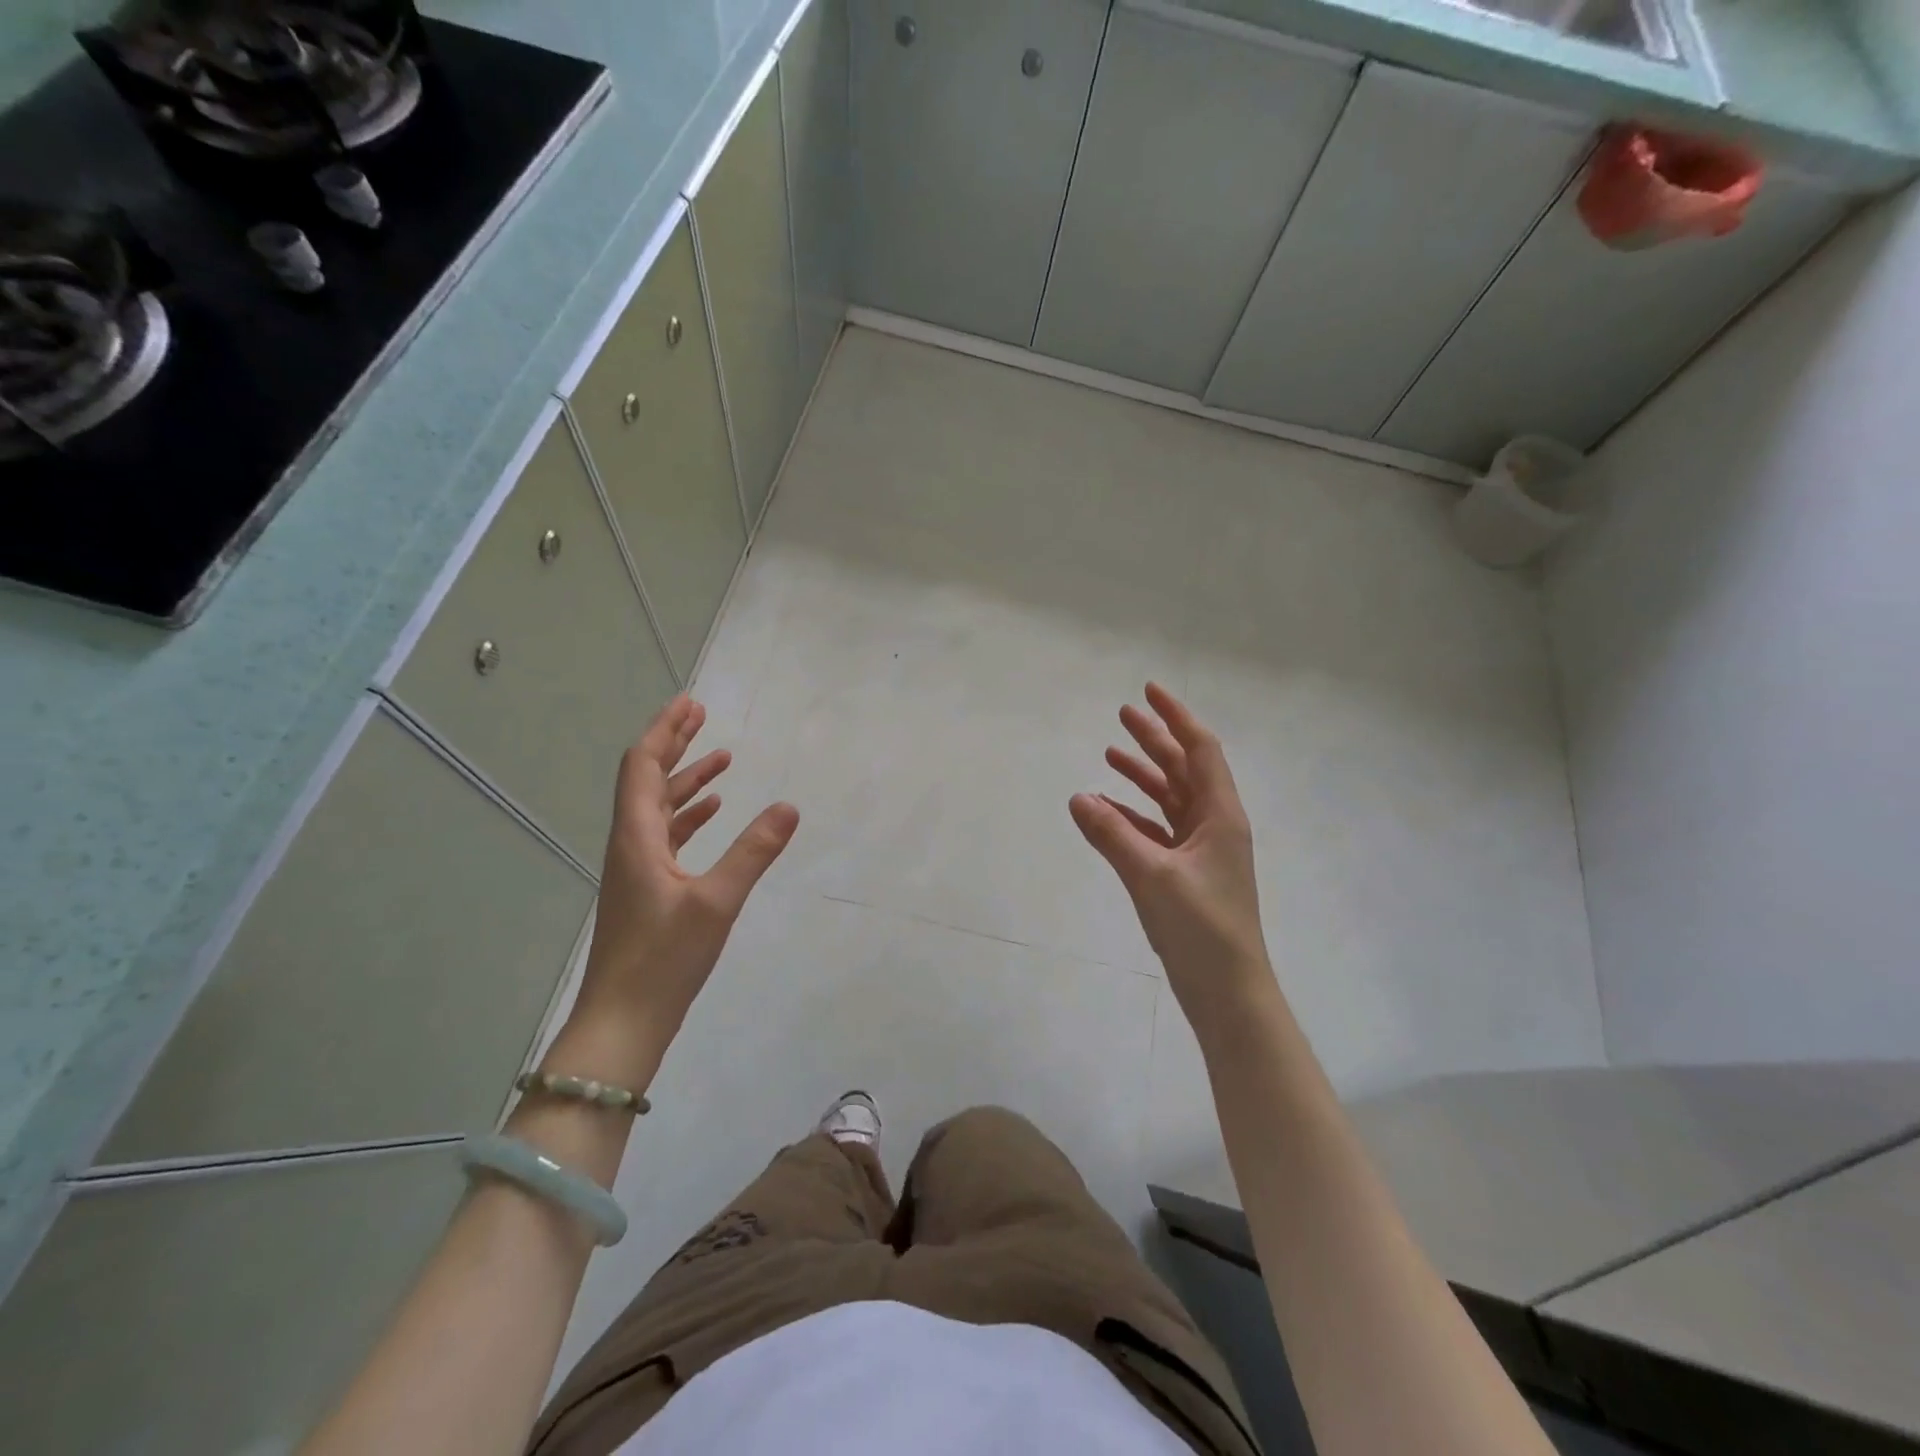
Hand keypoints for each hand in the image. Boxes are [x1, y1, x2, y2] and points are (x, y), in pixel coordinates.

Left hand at [558, 695, 798, 1086]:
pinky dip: (690, 816)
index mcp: (637, 838)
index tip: (690, 703)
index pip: (643, 766)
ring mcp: (637, 869)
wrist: (623, 1024)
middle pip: (647, 780)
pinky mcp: (648, 891)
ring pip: (658, 809)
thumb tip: (789, 806)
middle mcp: (630, 845)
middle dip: (674, 745)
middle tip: (702, 716)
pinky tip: (714, 814)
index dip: (665, 731)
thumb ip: (754, 852)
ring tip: (721, 760)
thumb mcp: (717, 902)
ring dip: (686, 781)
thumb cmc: (664, 960)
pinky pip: (667, 837)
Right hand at [1070, 683, 1273, 1026]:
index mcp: (1220, 815)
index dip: (1176, 717)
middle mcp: (1214, 824)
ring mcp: (1201, 851)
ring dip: (1143, 776)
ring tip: (1111, 755)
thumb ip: (1112, 833)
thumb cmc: (1201, 927)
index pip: (1200, 749)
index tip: (1149, 691)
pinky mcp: (1186, 874)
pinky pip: (1157, 831)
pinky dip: (1134, 816)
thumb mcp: (1151, 875)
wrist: (1228, 992)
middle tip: (1122, 714)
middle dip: (1155, 740)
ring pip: (1170, 799)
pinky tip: (1107, 810)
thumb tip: (1078, 796)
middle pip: (1184, 769)